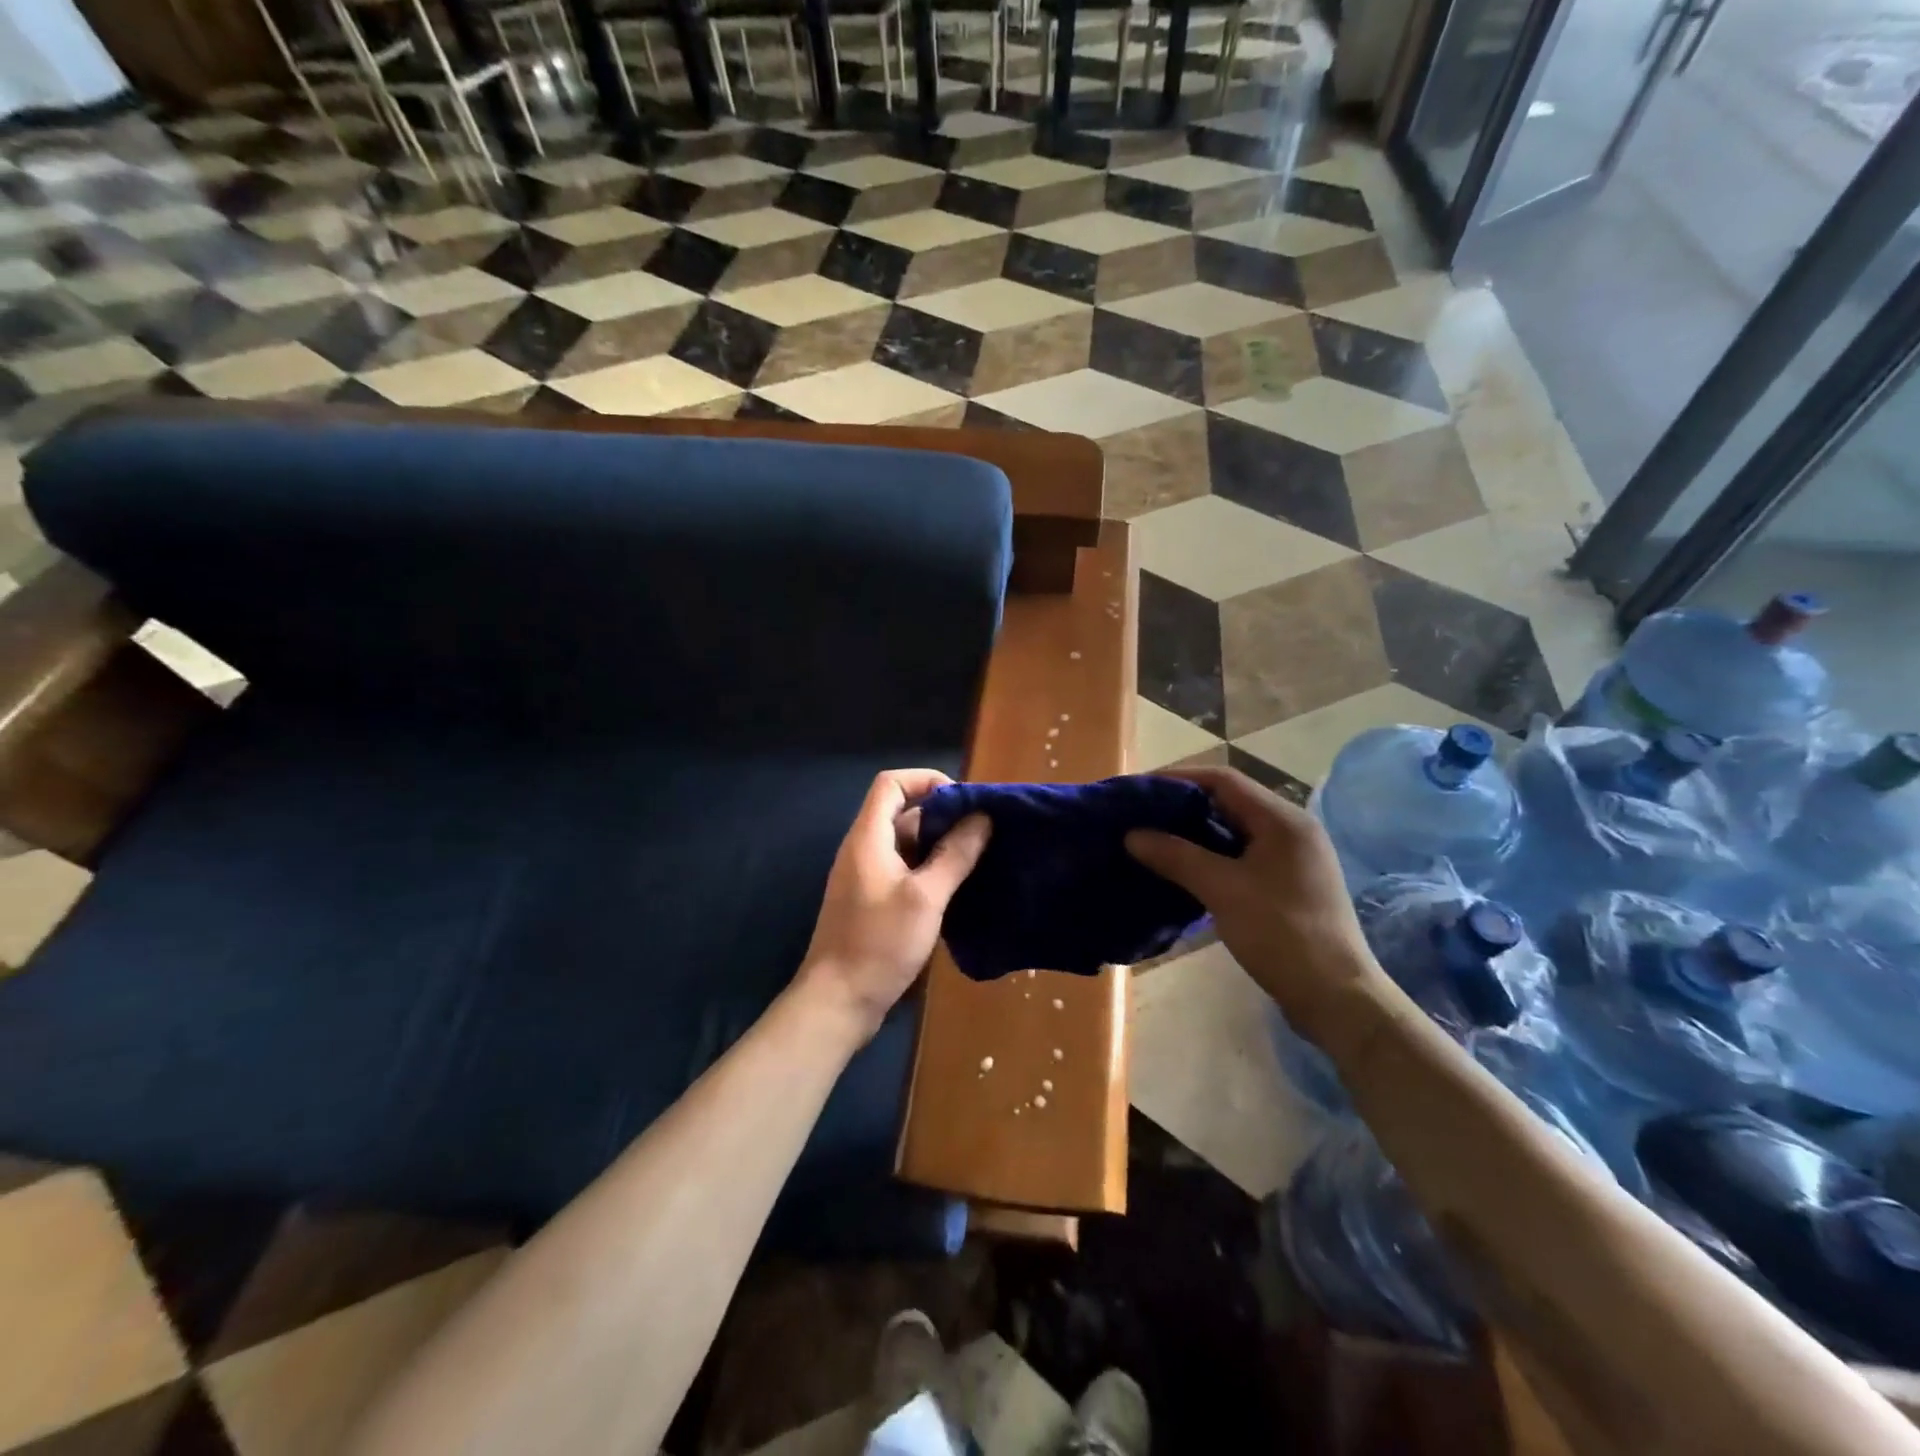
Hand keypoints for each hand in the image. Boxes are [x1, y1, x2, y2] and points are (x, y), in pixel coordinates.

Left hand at [799, 769, 990, 1040]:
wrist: (837, 1001)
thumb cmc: (879, 943)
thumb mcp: (925, 897)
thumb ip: (954, 855)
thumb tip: (982, 818)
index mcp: (869, 837)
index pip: (892, 783)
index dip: (926, 780)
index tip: (963, 800)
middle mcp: (864, 849)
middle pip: (902, 812)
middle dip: (942, 815)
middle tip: (982, 831)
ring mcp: (866, 876)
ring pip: (906, 843)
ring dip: (939, 844)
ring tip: (979, 856)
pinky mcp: (872, 901)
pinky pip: (904, 869)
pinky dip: (930, 868)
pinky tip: (958, 885)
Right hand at [1125, 767, 1385, 1047]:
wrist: (1335, 997)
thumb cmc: (1281, 933)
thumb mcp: (1223, 890)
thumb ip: (1176, 856)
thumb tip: (1132, 835)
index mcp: (1283, 820)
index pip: (1223, 780)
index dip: (1178, 779)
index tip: (1139, 790)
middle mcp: (1291, 830)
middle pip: (1229, 802)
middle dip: (1182, 805)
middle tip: (1140, 815)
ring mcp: (1291, 858)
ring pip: (1234, 831)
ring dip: (1194, 832)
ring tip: (1152, 839)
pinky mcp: (1286, 884)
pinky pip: (1241, 855)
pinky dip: (1210, 855)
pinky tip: (1182, 868)